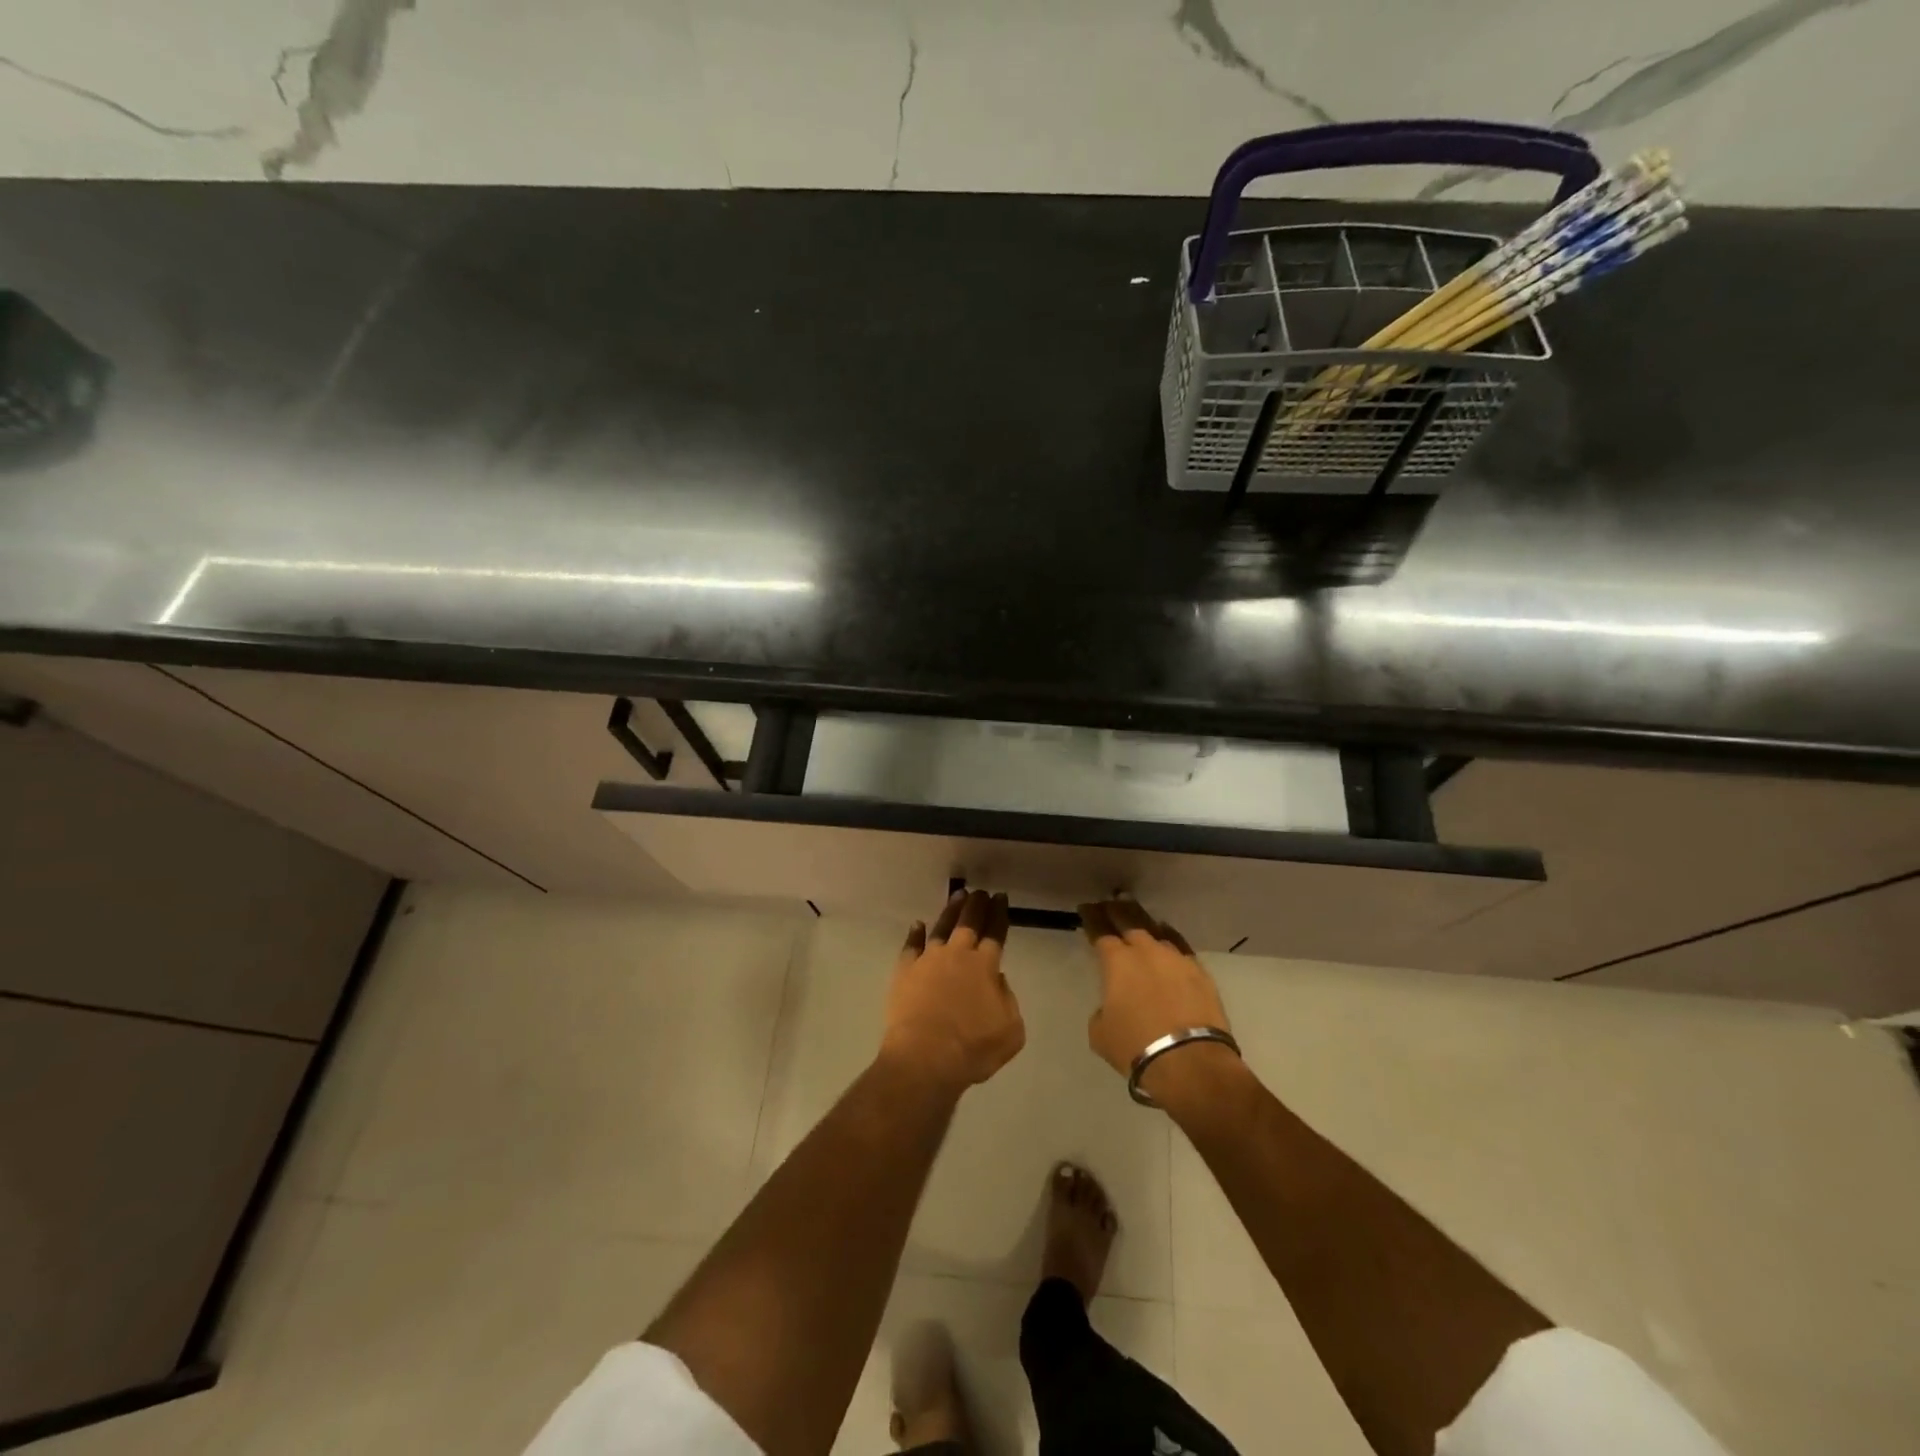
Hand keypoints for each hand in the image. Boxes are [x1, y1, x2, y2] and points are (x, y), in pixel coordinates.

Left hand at [880, 889, 1024, 1095]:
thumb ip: (1007, 1000)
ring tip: (958, 897)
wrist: (925, 1059)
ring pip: (941, 928)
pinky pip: (910, 946)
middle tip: (980, 892)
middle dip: (977, 904)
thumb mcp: (1011, 1031)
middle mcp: (958, 955)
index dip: (999, 914)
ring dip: (951, 911)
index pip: (995, 932)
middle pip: (969, 922)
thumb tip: (997, 980)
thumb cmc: (973, 1049)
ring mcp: (928, 961)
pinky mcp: (905, 972)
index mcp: (985, 966)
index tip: (1001, 897)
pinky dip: (914, 934)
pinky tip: (917, 925)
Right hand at [1079, 900, 1237, 1103]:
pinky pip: (1180, 946)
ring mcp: (1175, 959)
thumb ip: (1102, 1009)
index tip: (1086, 908)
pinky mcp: (1200, 972)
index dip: (1091, 918)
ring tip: (1136, 916)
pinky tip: (1167, 935)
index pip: (1099, 931)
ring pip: (1156, 931)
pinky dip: (1170, 938)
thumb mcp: (1100, 1032)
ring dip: (1143, 924)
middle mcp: (1145, 951)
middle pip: (1129, 921)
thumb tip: (1113, 1005)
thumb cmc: (1136, 1047)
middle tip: (1109, 903)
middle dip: (1116, 910)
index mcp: (1117, 961)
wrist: (1190, 1061)